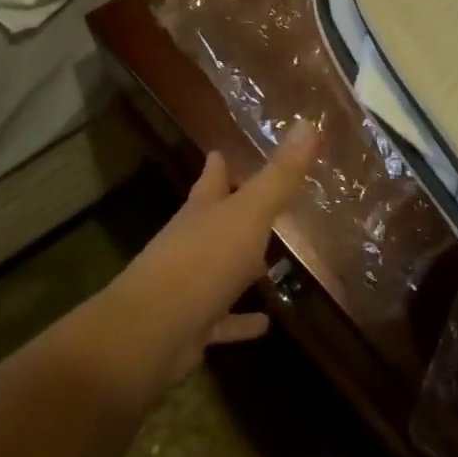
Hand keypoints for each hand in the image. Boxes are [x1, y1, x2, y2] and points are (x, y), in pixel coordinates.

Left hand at [82, 123, 318, 396]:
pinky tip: (266, 323)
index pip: (211, 178)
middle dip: (235, 211)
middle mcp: (191, 243)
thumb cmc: (202, 262)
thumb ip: (279, 175)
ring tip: (275, 263)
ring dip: (243, 267)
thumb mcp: (248, 214)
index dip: (219, 163)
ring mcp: (189, 286)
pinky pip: (224, 320)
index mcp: (201, 211)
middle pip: (215, 221)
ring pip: (221, 269)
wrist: (150, 334)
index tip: (222, 150)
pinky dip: (242, 321)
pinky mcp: (193, 326)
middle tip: (265, 203)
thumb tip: (307, 123)